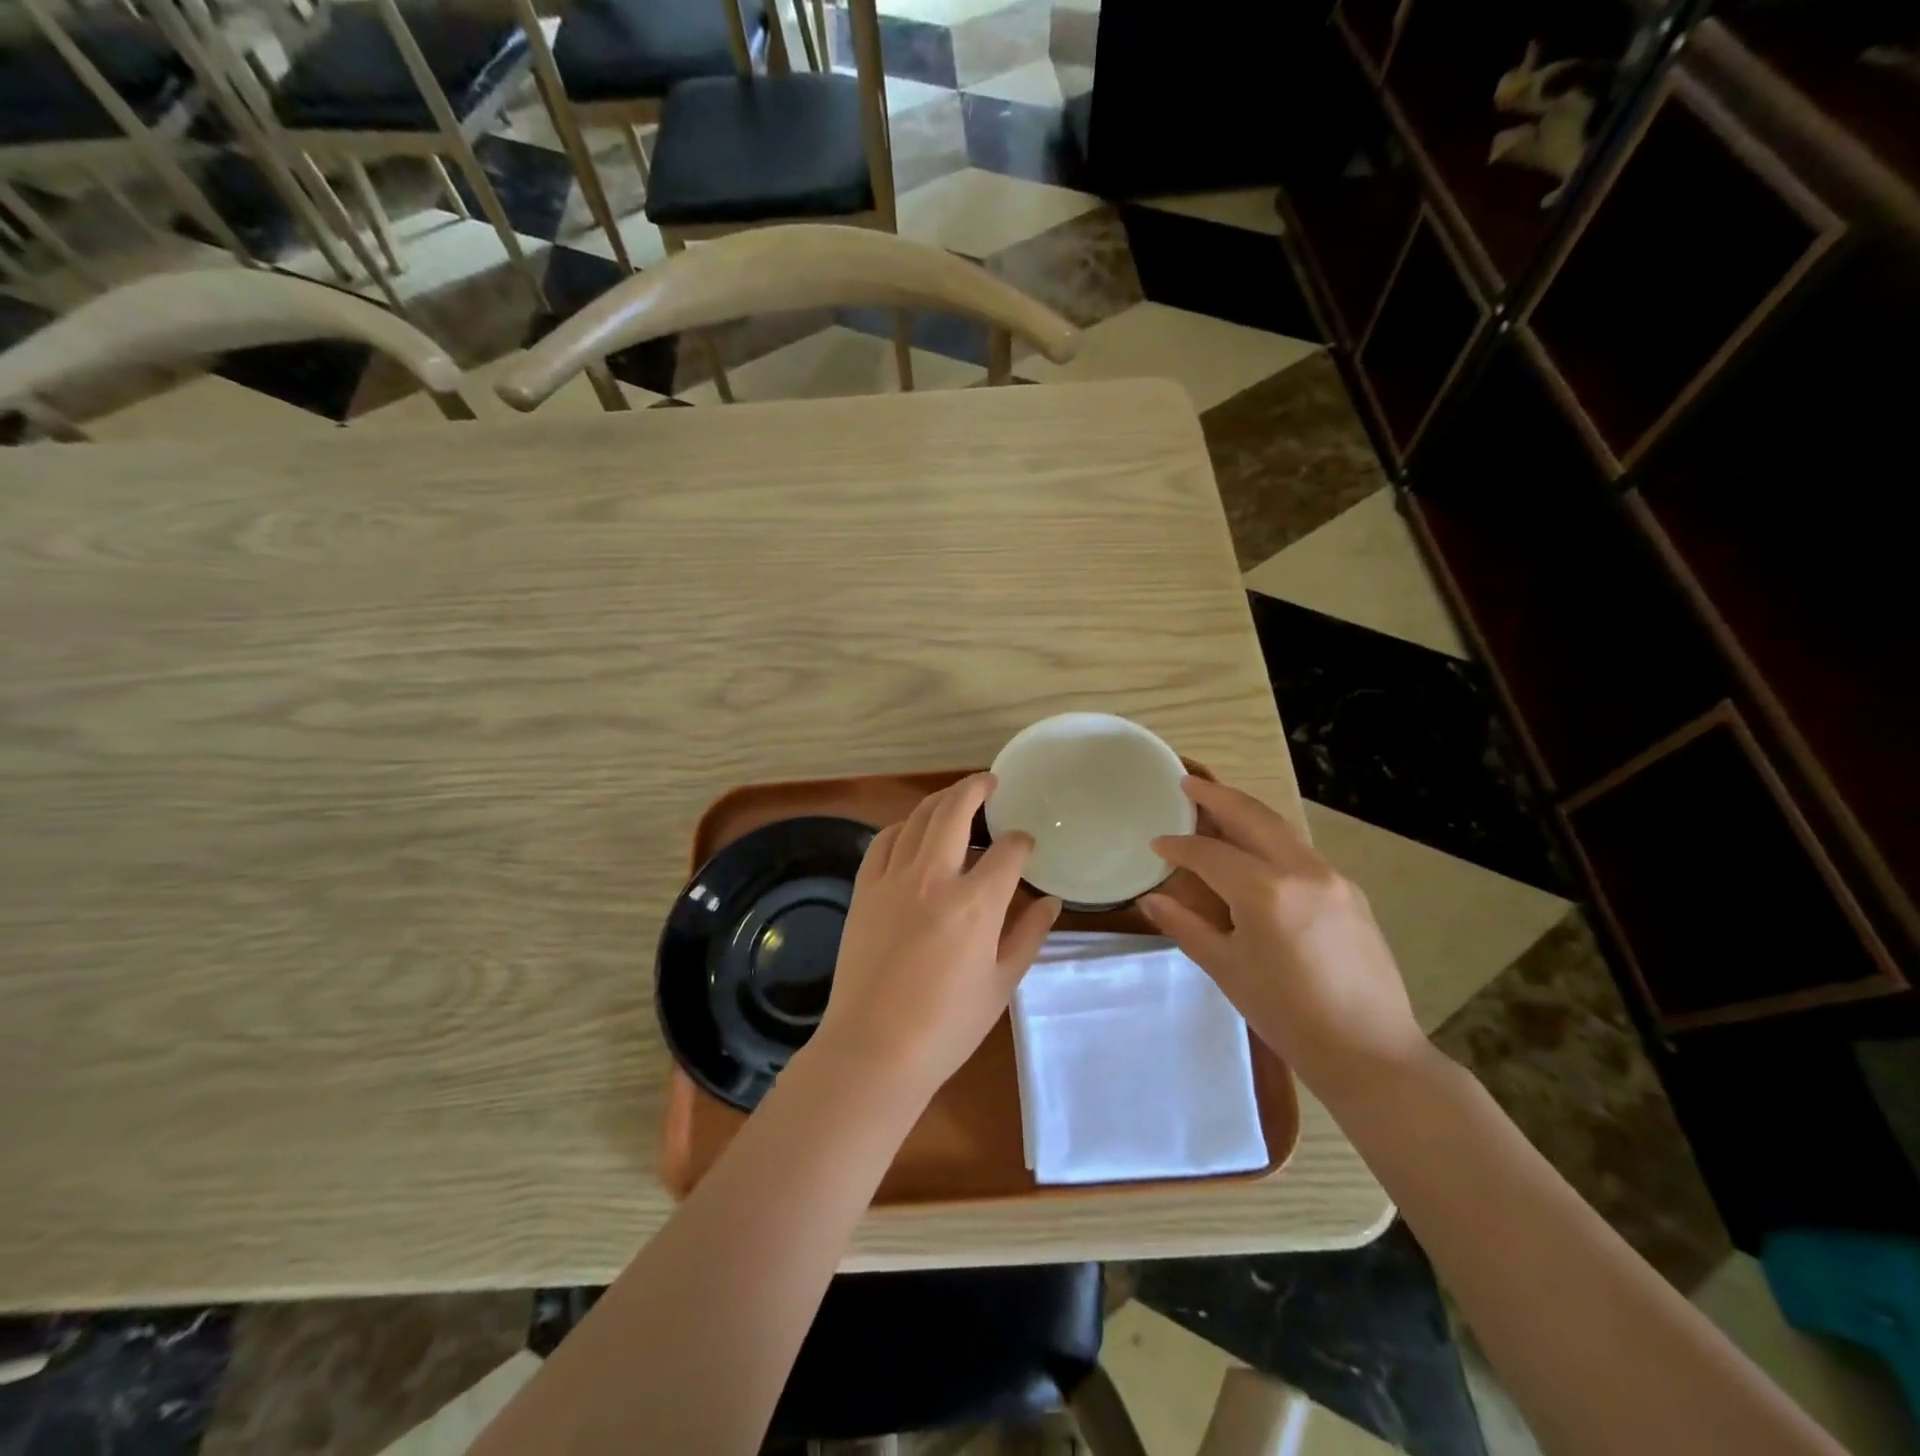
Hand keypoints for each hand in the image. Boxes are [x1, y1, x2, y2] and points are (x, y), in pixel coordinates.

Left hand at [813, 774, 1060, 1103]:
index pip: (1007, 851)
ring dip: (940, 801)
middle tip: (991, 782)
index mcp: (975, 904)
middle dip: (977, 788)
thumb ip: (1029, 935)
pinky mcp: (864, 890)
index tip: (1026, 846)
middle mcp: (933, 878)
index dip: (1022, 842)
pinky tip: (912, 832)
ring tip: (955, 799)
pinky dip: (902, 827)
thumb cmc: (947, 1025)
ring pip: (917, 818)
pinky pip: (883, 841)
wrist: (874, 1049)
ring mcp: (893, 880)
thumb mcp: (1001, 984)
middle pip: (955, 811)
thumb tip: (1051, 901)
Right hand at [1141, 777, 1427, 1103]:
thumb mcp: (1227, 969)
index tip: (1156, 843)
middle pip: (1252, 817)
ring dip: (1247, 812)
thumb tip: (1150, 899)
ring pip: (1281, 829)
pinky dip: (1271, 840)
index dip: (1178, 846)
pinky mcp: (1349, 892)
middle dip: (1217, 796)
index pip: (1209, 853)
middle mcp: (1301, 871)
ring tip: (1218, 804)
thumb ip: (1185, 925)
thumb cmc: (1287, 1016)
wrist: (1370, 1052)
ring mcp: (1332, 878)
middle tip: (1187, 782)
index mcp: (1265, 892)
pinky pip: (1300, 852)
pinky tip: (1256, 851)